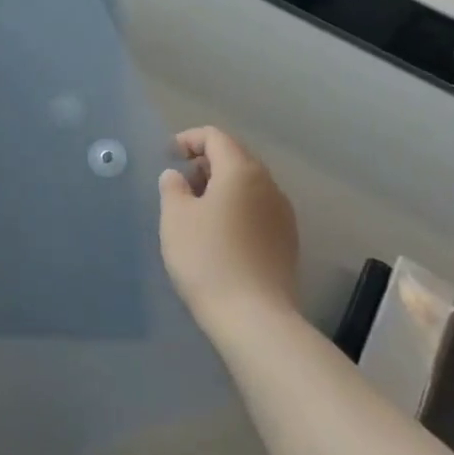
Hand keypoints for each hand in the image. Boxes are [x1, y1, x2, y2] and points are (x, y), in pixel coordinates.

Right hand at [159, 126, 299, 328]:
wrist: (253, 317)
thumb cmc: (207, 258)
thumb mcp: (175, 217)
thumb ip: (173, 187)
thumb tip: (177, 176)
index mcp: (242, 172)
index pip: (216, 137)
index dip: (188, 139)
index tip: (167, 156)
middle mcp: (269, 186)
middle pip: (236, 158)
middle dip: (205, 163)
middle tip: (178, 183)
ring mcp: (283, 215)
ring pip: (248, 186)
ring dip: (220, 187)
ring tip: (194, 210)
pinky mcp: (286, 241)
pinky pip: (257, 210)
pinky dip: (235, 209)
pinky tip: (217, 234)